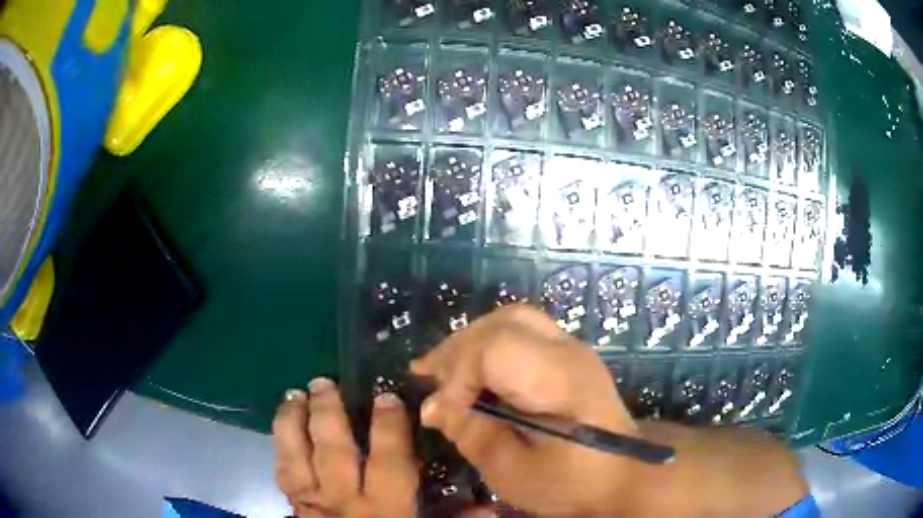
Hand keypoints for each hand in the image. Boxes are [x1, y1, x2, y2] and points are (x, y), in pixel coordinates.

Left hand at [273, 378, 417, 516]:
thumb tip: (493, 508)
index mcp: (383, 507)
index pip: (387, 459)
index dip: (388, 426)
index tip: (387, 397)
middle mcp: (343, 500)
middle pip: (332, 450)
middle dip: (327, 413)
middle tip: (323, 382)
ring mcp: (312, 502)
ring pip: (296, 456)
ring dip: (292, 423)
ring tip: (293, 394)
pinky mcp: (293, 506)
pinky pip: (282, 472)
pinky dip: (279, 447)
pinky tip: (282, 428)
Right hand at [411, 305, 639, 516]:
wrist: (623, 472)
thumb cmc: (572, 481)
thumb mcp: (514, 472)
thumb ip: (473, 435)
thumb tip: (434, 407)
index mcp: (562, 382)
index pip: (497, 350)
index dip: (458, 376)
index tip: (440, 412)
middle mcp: (569, 352)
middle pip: (503, 323)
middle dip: (458, 348)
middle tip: (426, 375)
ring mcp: (571, 348)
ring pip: (510, 320)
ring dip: (470, 340)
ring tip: (440, 368)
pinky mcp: (567, 355)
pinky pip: (520, 333)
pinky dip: (488, 345)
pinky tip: (471, 368)